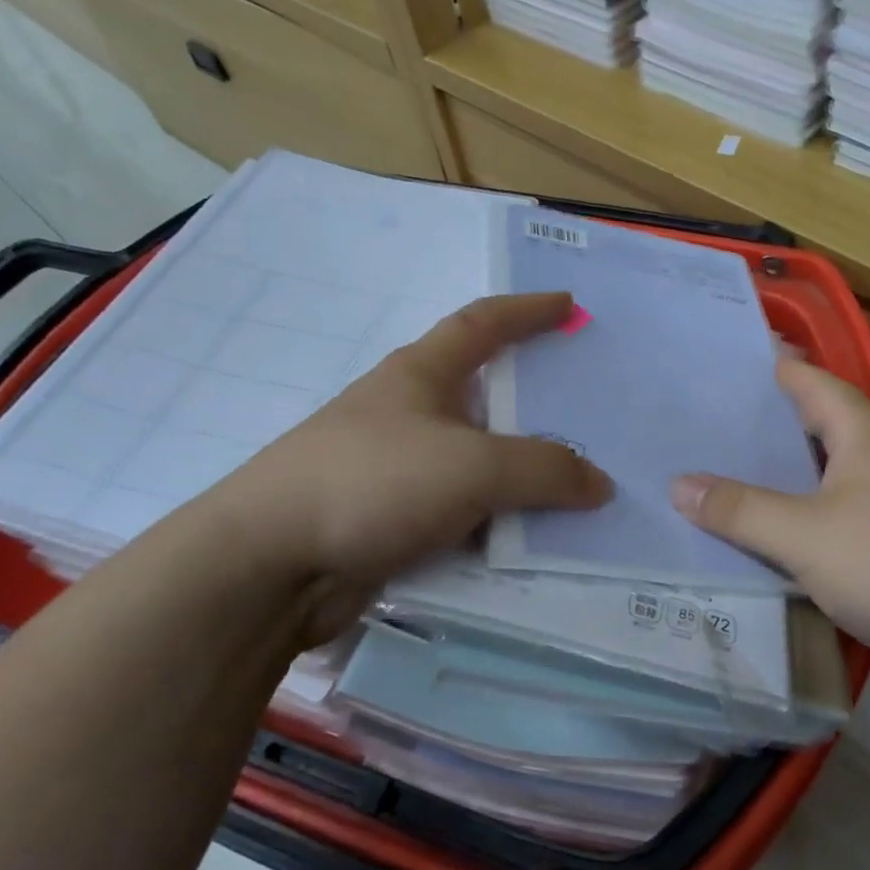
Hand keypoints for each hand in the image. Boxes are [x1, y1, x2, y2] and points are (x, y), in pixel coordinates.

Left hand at [203, 293, 612, 636]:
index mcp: (420, 375)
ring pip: (478, 465)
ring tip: (577, 490)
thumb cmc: (372, 483)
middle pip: (485, 399)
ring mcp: (398, 471)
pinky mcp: (392, 522)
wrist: (270, 565)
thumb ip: (543, 470)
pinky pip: (463, 515)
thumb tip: (600, 484)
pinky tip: (531, 544)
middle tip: (590, 416)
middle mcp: (409, 415)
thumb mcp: (472, 466)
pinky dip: (497, 525)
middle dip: (534, 405)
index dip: (528, 310)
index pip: (482, 323)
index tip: (569, 305)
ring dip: (521, 477)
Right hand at [670, 359, 869, 717]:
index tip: (725, 360)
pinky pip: (838, 531)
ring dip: (781, 487)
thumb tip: (678, 484)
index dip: (771, 367)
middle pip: (816, 432)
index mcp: (868, 433)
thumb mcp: (806, 534)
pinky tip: (765, 547)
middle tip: (702, 431)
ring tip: (719, 486)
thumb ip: (741, 510)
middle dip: (763, 431)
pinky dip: (802, 533)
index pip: (810, 382)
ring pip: (826, 486)